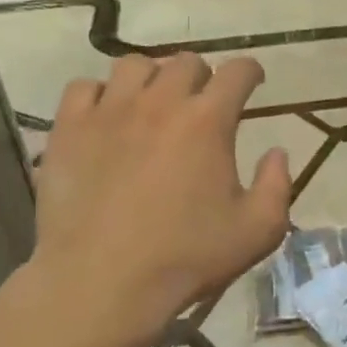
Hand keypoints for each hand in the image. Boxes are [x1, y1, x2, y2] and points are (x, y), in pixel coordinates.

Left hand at [28, 54, 291, 340]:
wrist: (102, 284)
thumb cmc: (186, 258)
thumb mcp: (258, 231)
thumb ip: (278, 185)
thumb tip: (276, 152)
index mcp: (208, 121)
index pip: (237, 71)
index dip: (250, 72)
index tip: (254, 82)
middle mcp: (160, 103)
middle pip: (186, 62)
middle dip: (203, 76)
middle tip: (204, 103)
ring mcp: (109, 112)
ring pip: (134, 65)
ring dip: (153, 78)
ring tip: (154, 103)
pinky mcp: (68, 130)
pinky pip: (84, 88)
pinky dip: (101, 94)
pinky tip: (108, 117)